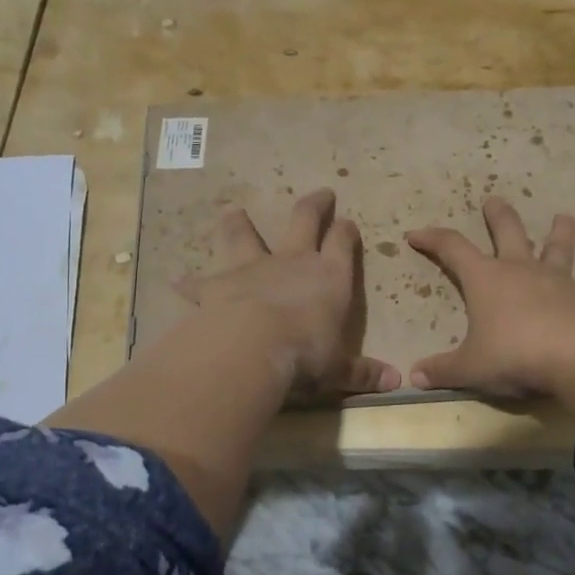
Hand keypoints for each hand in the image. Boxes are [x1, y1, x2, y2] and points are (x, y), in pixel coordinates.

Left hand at [175, 188, 399, 400]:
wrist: (251, 345)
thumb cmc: (306, 353)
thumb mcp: (338, 368)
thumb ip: (362, 372)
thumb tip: (396, 381)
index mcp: (329, 276)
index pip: (342, 243)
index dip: (346, 231)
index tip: (347, 223)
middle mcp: (292, 262)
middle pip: (304, 220)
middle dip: (314, 205)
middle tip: (320, 193)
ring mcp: (252, 268)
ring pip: (245, 235)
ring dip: (239, 223)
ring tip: (232, 211)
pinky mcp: (217, 285)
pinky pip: (200, 281)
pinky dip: (190, 282)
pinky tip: (178, 283)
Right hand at [406, 197, 574, 415]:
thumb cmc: (515, 356)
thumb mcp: (472, 368)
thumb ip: (443, 370)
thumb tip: (414, 375)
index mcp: (487, 280)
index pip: (452, 249)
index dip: (432, 239)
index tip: (415, 234)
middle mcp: (522, 271)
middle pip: (508, 233)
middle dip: (499, 216)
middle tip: (494, 200)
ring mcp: (559, 283)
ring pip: (558, 250)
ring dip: (560, 233)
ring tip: (565, 217)